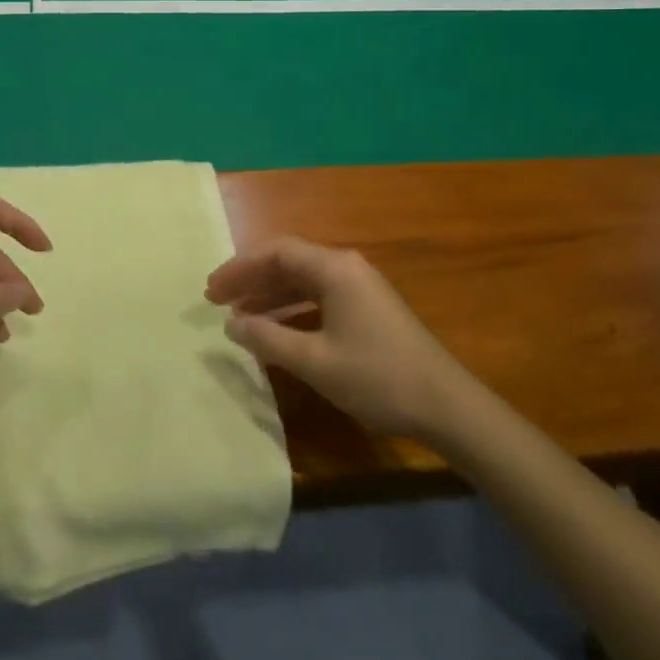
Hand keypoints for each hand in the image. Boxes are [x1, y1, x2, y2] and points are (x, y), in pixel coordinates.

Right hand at [206, 238, 463, 438]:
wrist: (448, 407)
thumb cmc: (378, 377)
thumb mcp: (316, 361)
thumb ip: (269, 339)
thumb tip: (231, 324)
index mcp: (334, 269)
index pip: (276, 252)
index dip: (239, 268)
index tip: (211, 291)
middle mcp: (346, 268)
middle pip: (288, 262)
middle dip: (251, 279)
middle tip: (216, 301)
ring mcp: (359, 288)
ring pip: (303, 280)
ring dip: (269, 295)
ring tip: (238, 316)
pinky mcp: (368, 309)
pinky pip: (318, 297)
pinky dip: (292, 309)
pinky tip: (276, 329)